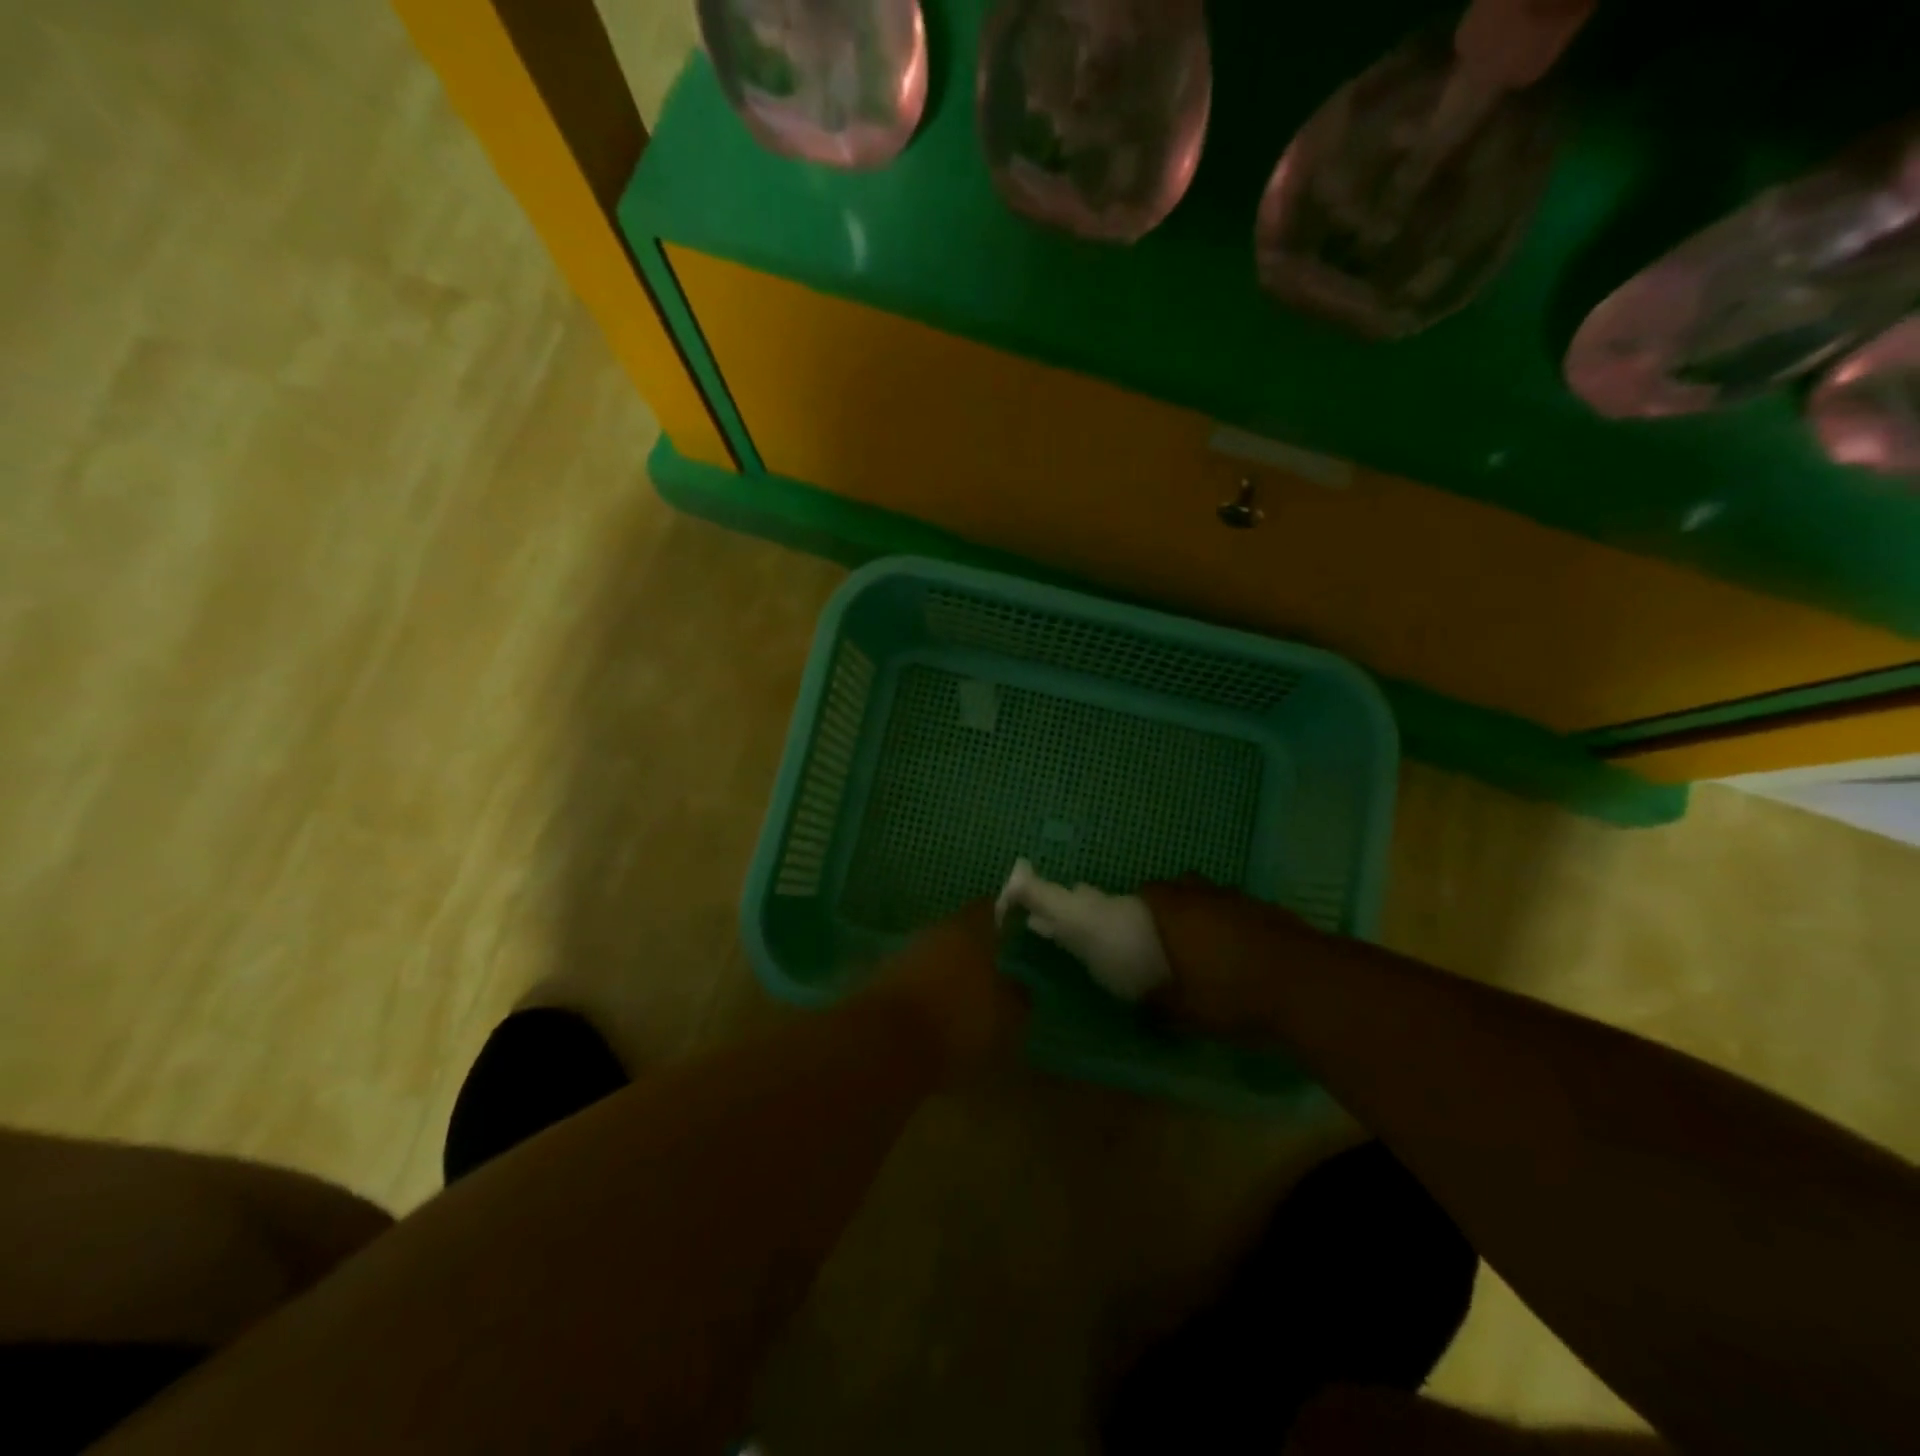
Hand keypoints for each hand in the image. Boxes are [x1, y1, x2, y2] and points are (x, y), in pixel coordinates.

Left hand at [869, 900, 1028, 1080]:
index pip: (988, 909)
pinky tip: (935, 1019)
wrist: (883, 1049)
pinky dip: (925, 996)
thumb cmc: (957, 1022)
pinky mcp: (879, 984)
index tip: (1015, 930)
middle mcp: (932, 933)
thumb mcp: (1006, 1017)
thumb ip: (1016, 997)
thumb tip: (1017, 986)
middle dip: (973, 951)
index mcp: (967, 930)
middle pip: (958, 934)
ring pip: (933, 958)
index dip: (1002, 917)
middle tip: (993, 973)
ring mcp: (901, 956)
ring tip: (965, 1002)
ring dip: (947, 974)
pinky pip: (912, 984)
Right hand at [1138, 878, 1328, 1042]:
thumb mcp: (1188, 1011)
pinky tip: (1247, 952)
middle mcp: (1209, 897)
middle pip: (1184, 883)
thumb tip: (1143, 1003)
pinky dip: (1240, 923)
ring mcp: (1245, 901)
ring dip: (1211, 910)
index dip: (1142, 901)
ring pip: (1218, 895)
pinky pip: (1246, 910)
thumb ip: (1160, 1004)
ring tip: (1211, 943)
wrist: (1310, 987)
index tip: (1139, 922)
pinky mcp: (1276, 912)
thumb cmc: (1234, 994)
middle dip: (1176, 898)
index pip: (1150, 889)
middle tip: (1172, 929)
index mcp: (1178, 911)